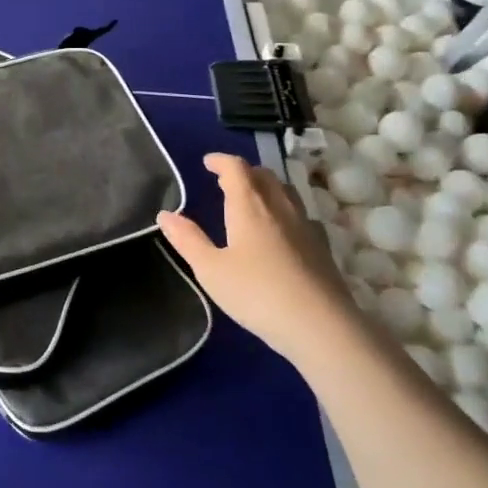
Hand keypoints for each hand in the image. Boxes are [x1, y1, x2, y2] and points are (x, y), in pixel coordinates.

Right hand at [158, 154, 352, 369]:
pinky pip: (300, 214)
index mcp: (249, 206)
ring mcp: (305, 226)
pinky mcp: (322, 247)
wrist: (320, 326)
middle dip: (244, 172)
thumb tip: (165, 214)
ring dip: (266, 187)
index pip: (236, 168)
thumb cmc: (256, 294)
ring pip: (285, 192)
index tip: (207, 162)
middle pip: (264, 175)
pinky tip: (282, 230)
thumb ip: (188, 240)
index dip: (221, 161)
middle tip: (226, 180)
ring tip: (253, 199)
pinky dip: (285, 210)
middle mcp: (279, 207)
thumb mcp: (211, 270)